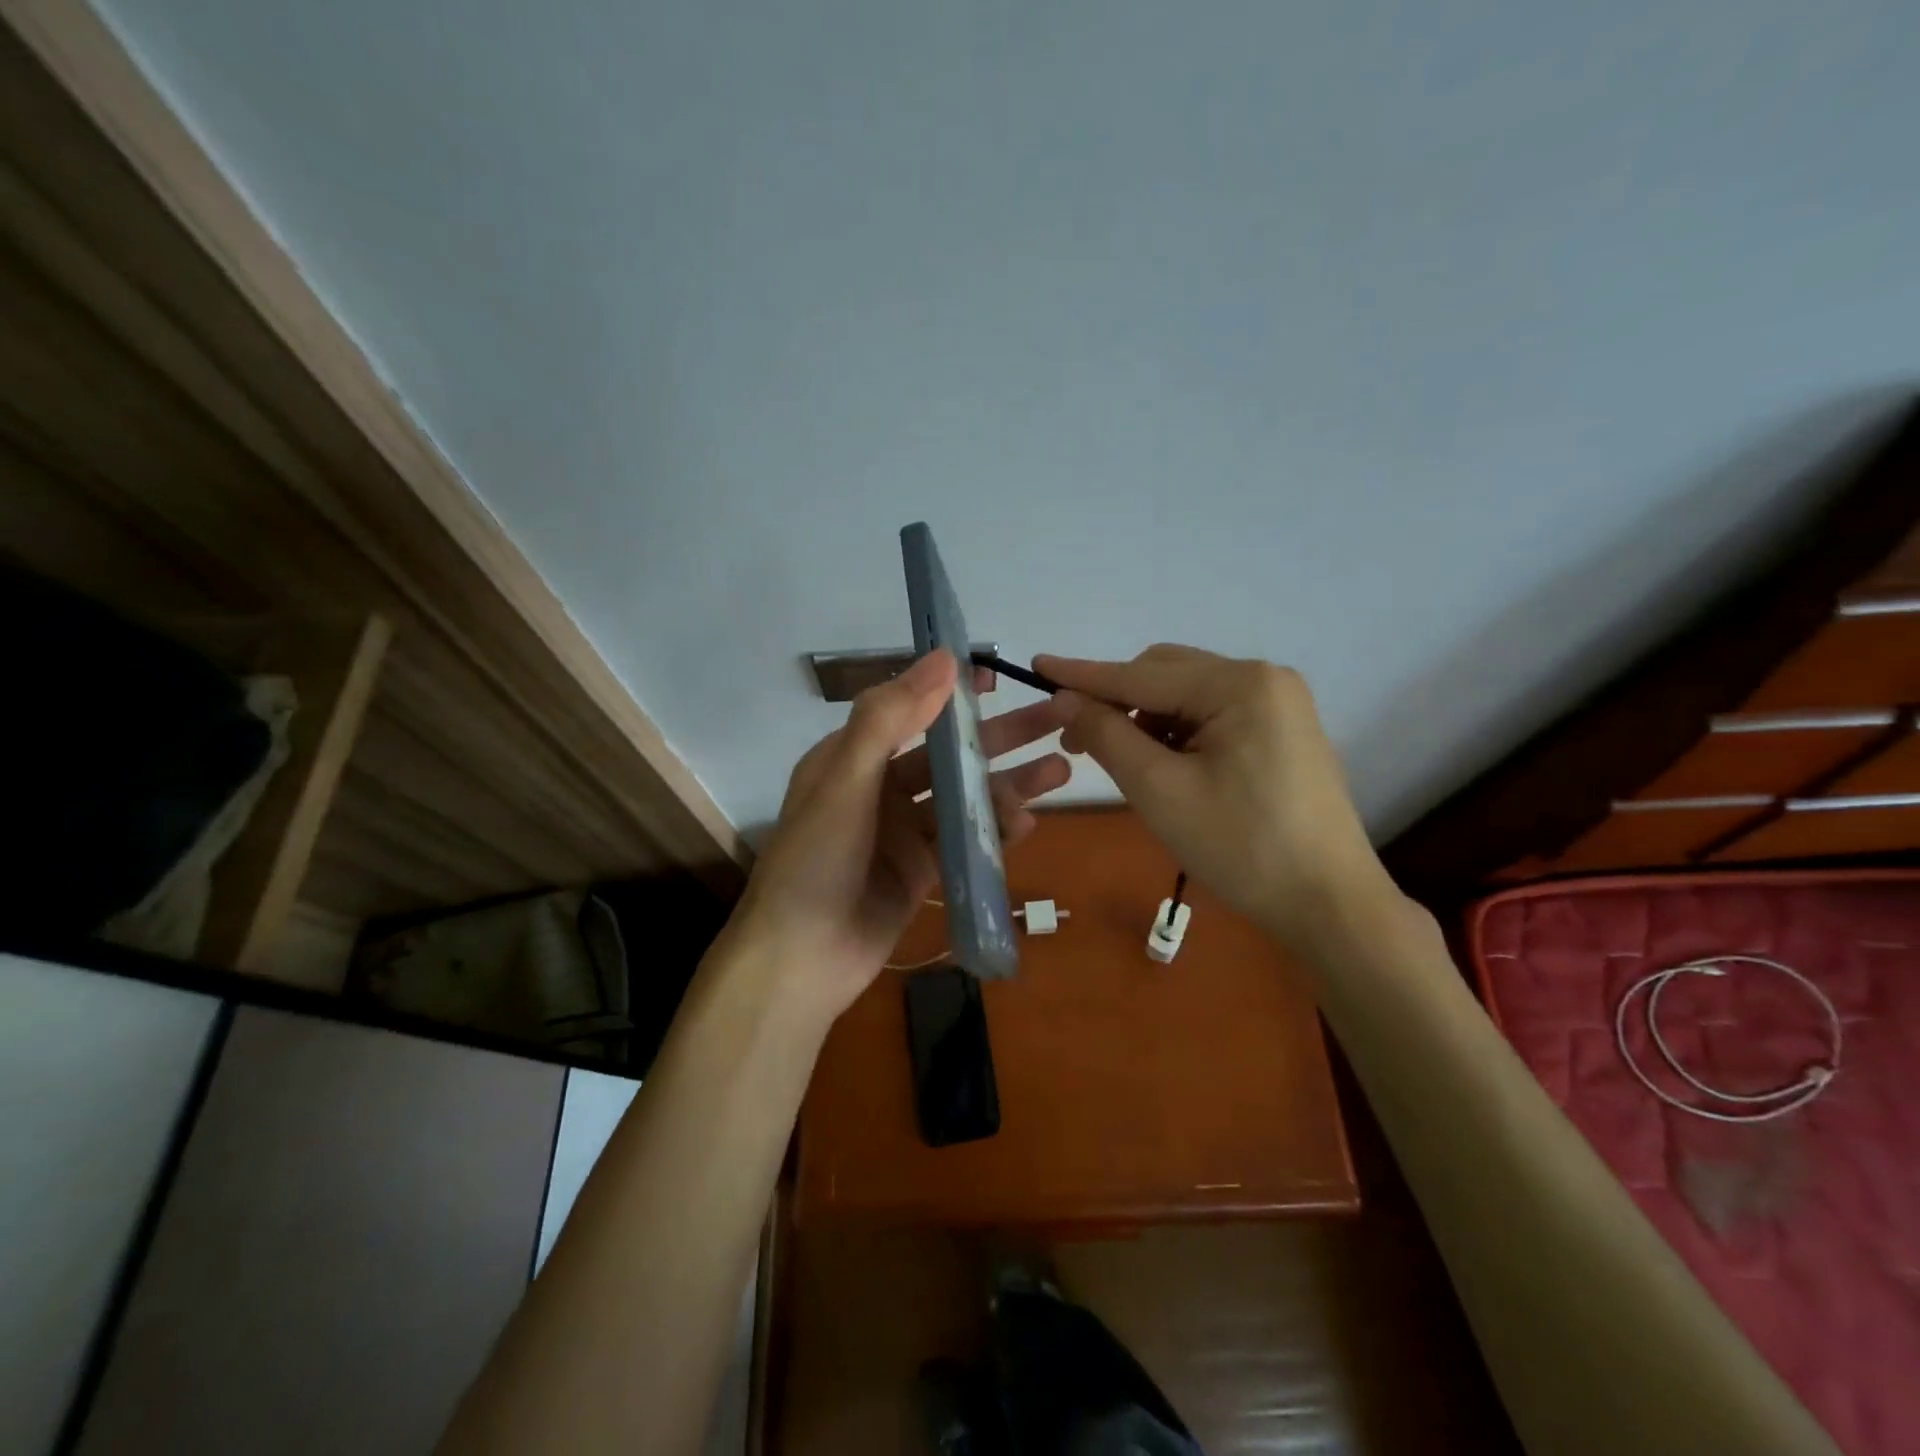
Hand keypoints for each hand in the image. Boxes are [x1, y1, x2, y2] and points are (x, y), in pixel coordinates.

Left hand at [732, 648, 1070, 1020]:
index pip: (911, 711)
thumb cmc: (816, 862)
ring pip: (964, 797)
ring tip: (1060, 769)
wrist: (800, 963)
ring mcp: (903, 833)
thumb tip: (942, 659)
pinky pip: (965, 841)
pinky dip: (995, 830)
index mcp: (853, 758)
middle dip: (1001, 736)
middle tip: (1057, 715)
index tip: (998, 677)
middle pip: (949, 753)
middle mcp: (879, 789)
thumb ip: (889, 719)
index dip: (954, 693)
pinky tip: (1027, 821)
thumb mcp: (845, 781)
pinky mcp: (922, 872)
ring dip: (1009, 783)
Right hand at [1035, 644, 1394, 952]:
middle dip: (1118, 702)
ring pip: (1187, 695)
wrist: (1329, 903)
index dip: (1082, 675)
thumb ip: (1107, 735)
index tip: (1035, 665)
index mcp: (1239, 685)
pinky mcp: (1283, 730)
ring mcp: (1279, 703)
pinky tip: (1166, 766)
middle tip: (1077, 741)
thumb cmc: (1241, 847)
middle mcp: (1263, 678)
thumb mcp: (1159, 791)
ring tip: (1125, 763)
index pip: (1140, 675)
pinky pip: (1212, 714)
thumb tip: (1065, 699)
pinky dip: (1177, 732)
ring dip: (1147, 719)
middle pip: (1166, 675)